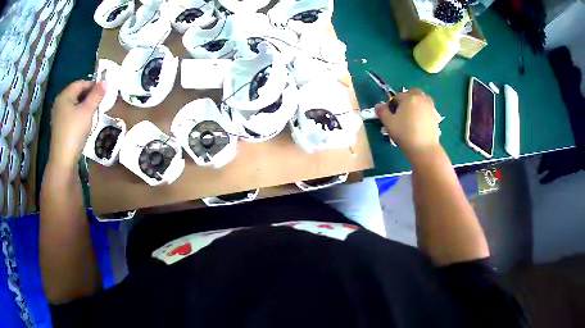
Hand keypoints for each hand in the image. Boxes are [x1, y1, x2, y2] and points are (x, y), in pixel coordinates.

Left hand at [48, 80, 105, 169]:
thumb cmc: (74, 132)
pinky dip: (79, 116)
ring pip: (74, 105)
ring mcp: (58, 116)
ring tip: (93, 114)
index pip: (81, 83)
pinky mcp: (59, 128)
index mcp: (65, 95)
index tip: (103, 94)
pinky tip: (84, 125)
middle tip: (99, 104)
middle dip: (89, 96)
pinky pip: (71, 115)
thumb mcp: (87, 111)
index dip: (93, 85)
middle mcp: (59, 103)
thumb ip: (96, 95)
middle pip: (77, 93)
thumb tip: (105, 82)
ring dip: (84, 107)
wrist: (63, 161)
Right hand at [375, 89, 441, 159]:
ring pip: (420, 101)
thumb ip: (382, 111)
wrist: (424, 149)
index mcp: (409, 97)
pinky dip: (422, 113)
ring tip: (410, 119)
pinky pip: (426, 110)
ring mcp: (430, 107)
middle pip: (411, 94)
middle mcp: (421, 98)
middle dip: (405, 101)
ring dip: (415, 106)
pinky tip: (419, 125)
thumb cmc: (405, 134)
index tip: (391, 117)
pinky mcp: (436, 116)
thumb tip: (379, 105)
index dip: (392, 106)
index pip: (397, 96)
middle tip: (401, 115)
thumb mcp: (389, 123)